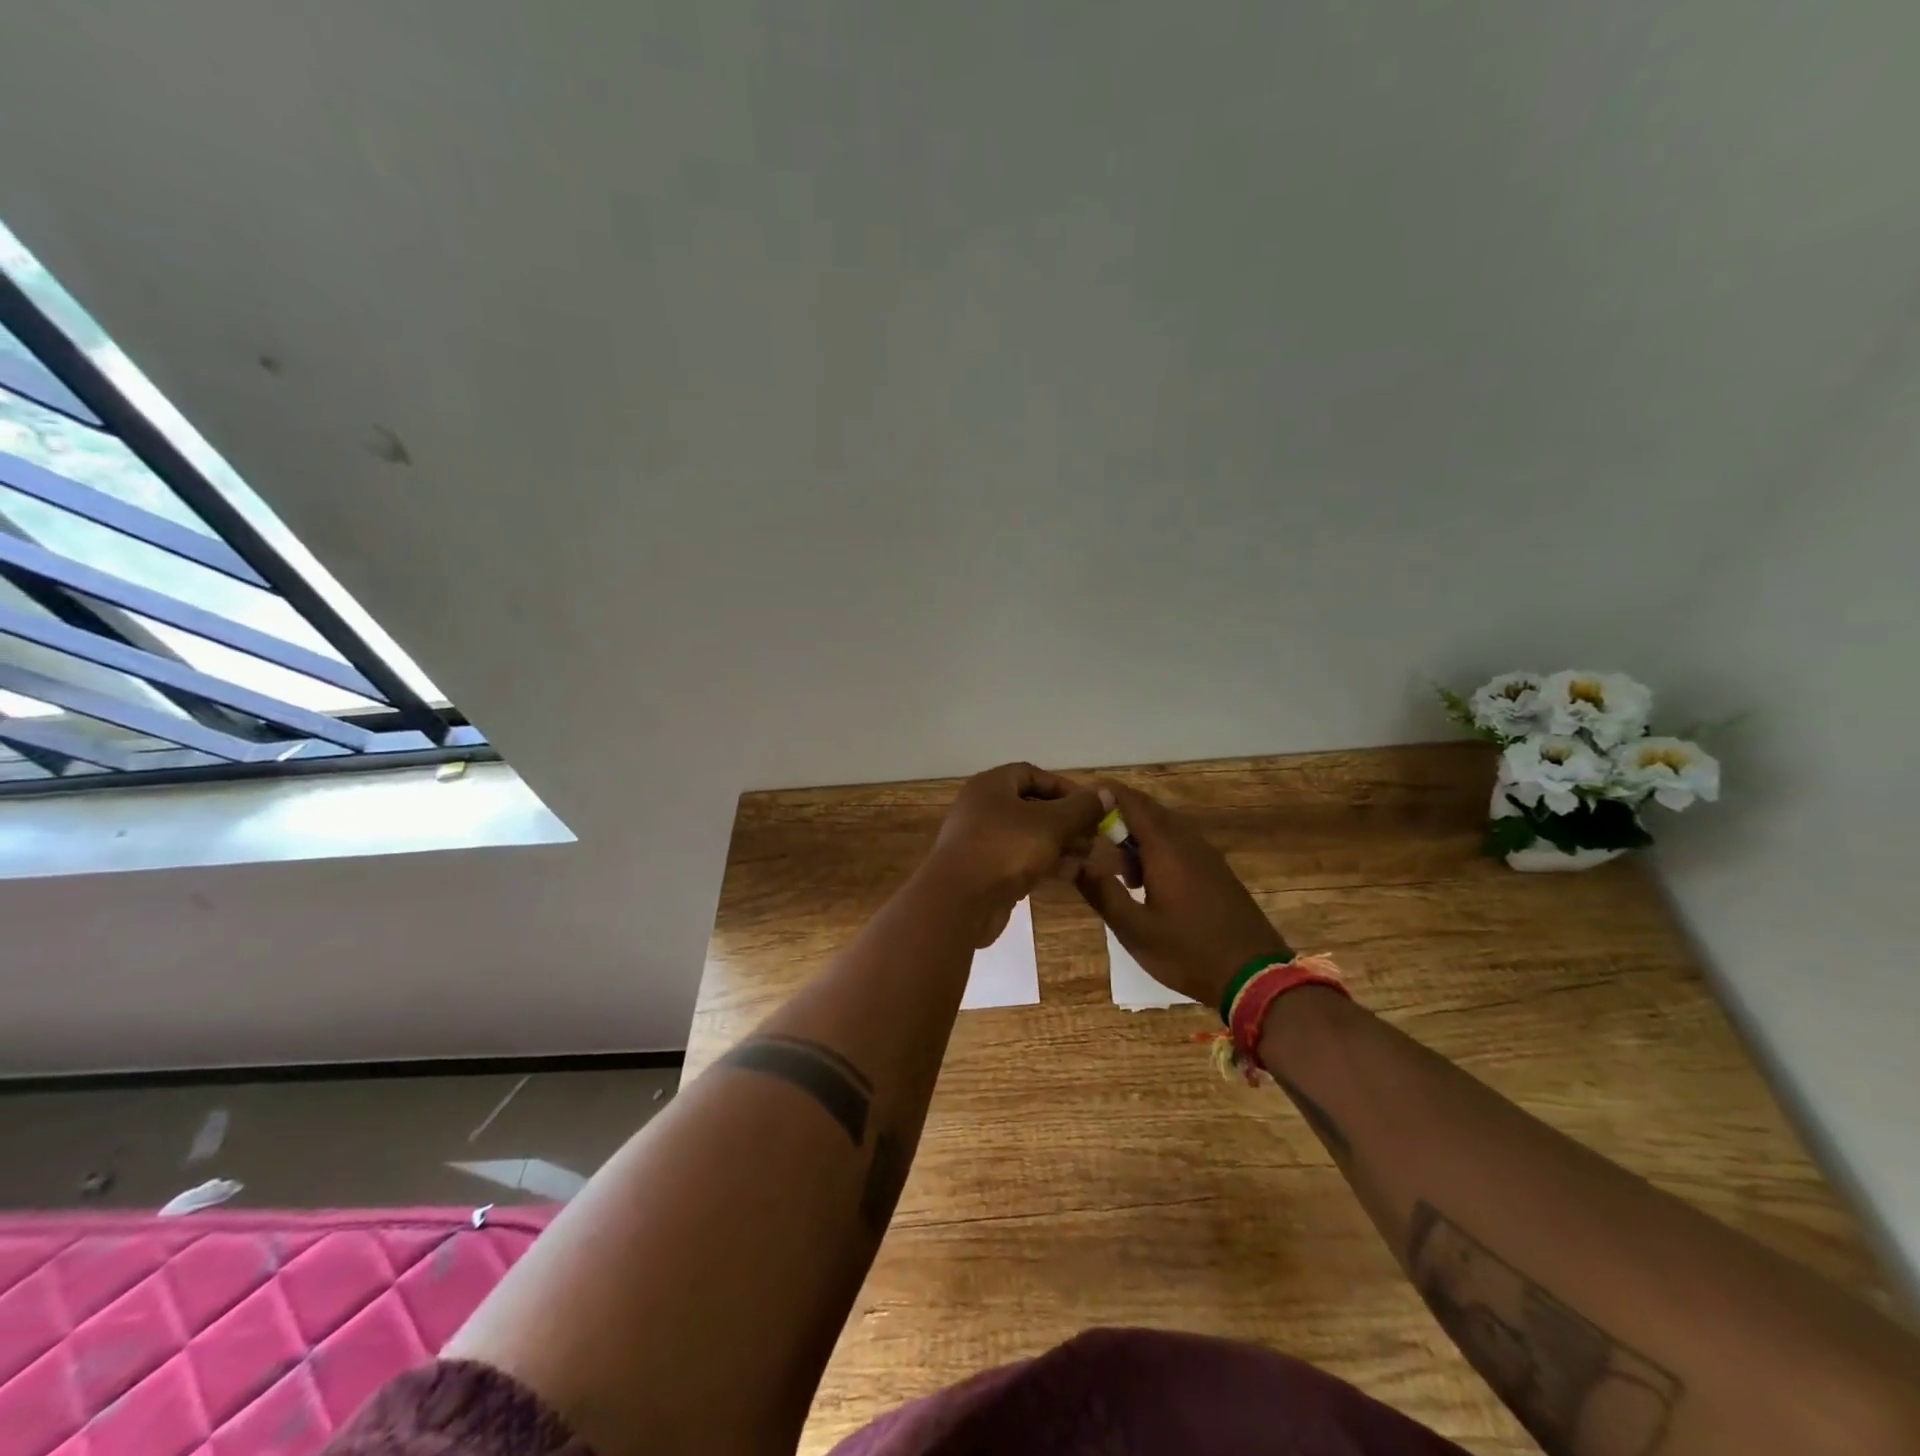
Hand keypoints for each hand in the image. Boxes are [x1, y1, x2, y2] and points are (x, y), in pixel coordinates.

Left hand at [925, 763, 1103, 945]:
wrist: (960, 900)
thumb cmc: (1006, 848)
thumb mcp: (1051, 823)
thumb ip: (1081, 808)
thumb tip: (1105, 793)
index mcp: (992, 786)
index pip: (1031, 774)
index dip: (1063, 787)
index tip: (1090, 806)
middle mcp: (983, 809)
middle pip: (1032, 807)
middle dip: (1066, 821)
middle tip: (1094, 836)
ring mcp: (982, 842)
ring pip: (1029, 837)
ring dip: (1060, 845)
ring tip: (1089, 857)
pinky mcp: (986, 872)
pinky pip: (1020, 861)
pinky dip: (1045, 864)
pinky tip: (1071, 874)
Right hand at [1076, 781, 1290, 1010]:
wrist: (1256, 976)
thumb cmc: (1188, 952)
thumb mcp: (1135, 930)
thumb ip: (1102, 892)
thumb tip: (1074, 862)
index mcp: (1166, 848)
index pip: (1130, 802)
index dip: (1103, 794)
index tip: (1077, 798)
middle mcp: (1187, 841)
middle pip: (1147, 810)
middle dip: (1115, 814)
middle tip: (1086, 832)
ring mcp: (1205, 855)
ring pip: (1164, 827)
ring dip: (1135, 834)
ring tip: (1111, 862)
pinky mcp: (1215, 871)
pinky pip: (1178, 843)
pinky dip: (1154, 848)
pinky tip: (1143, 879)